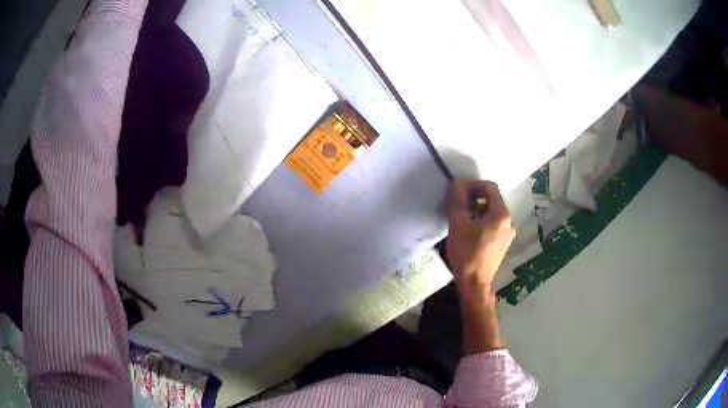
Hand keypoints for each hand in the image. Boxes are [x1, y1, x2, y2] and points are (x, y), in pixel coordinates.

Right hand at [446, 180, 515, 292]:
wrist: (474, 283)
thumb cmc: (466, 253)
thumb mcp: (458, 223)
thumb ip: (458, 199)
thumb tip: (458, 183)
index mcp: (501, 214)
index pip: (490, 187)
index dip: (473, 185)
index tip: (458, 190)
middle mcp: (509, 221)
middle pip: (493, 200)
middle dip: (475, 197)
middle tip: (458, 203)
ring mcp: (508, 234)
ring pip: (493, 213)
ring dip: (478, 209)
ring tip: (461, 216)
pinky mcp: (503, 244)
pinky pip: (494, 225)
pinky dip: (483, 221)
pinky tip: (470, 230)